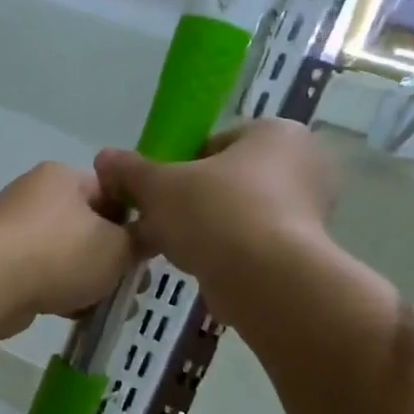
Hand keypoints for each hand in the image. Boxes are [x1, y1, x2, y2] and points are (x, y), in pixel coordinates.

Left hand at [0, 163, 136, 338]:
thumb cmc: (60, 254)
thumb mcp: (118, 248)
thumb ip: (139, 242)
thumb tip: (143, 238)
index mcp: (64, 177)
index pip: (113, 192)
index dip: (136, 223)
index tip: (149, 255)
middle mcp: (37, 194)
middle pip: (90, 225)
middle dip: (114, 259)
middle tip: (135, 287)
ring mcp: (16, 228)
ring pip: (68, 253)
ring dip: (91, 280)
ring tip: (113, 308)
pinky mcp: (3, 261)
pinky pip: (44, 273)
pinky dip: (63, 290)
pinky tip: (80, 314)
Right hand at [93, 120, 338, 285]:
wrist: (266, 281)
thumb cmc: (216, 214)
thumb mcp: (158, 186)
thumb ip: (130, 171)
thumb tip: (103, 158)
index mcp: (277, 133)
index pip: (216, 142)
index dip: (178, 166)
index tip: (157, 190)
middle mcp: (304, 164)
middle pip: (227, 178)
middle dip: (191, 199)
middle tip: (159, 220)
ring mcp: (311, 211)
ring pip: (238, 213)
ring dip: (205, 228)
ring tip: (172, 247)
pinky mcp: (305, 252)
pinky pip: (253, 244)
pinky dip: (227, 252)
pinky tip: (199, 266)